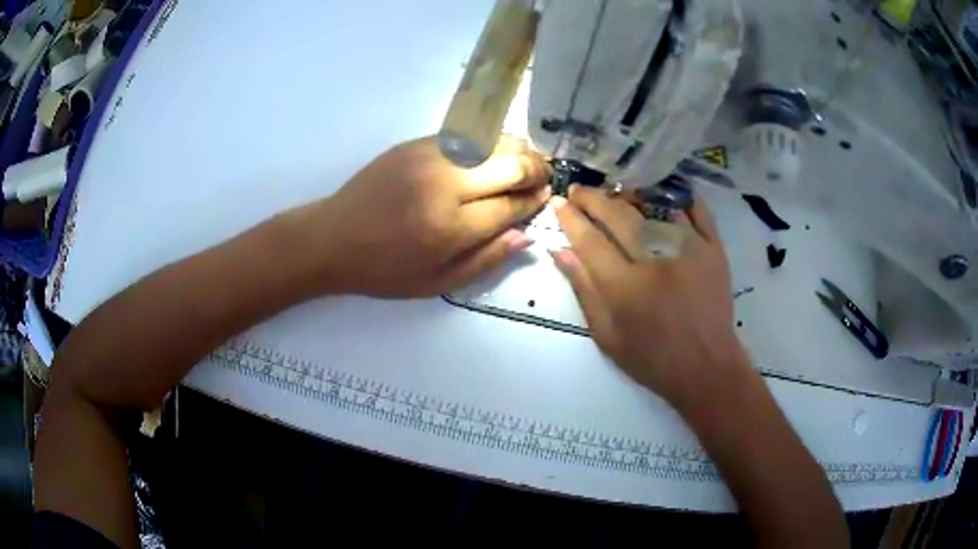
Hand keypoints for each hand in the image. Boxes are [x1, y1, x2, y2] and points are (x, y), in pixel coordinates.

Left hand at [294, 136, 550, 297]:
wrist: (332, 238)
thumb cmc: (383, 270)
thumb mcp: (436, 284)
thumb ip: (486, 260)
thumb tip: (525, 234)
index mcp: (451, 227)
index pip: (511, 205)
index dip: (535, 201)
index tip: (546, 199)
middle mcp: (445, 185)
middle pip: (510, 165)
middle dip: (536, 170)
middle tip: (543, 178)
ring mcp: (429, 158)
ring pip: (491, 142)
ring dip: (517, 150)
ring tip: (526, 162)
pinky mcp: (415, 144)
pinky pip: (465, 136)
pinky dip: (488, 142)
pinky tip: (493, 152)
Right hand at [550, 186, 749, 409]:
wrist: (706, 368)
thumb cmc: (651, 359)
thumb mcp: (607, 336)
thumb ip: (584, 290)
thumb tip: (560, 250)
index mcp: (625, 287)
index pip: (590, 240)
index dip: (570, 218)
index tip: (559, 203)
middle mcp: (655, 261)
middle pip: (618, 215)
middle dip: (593, 198)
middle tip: (579, 190)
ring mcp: (689, 250)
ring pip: (654, 205)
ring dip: (630, 194)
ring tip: (615, 192)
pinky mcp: (714, 249)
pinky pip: (695, 210)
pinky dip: (676, 196)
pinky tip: (659, 193)